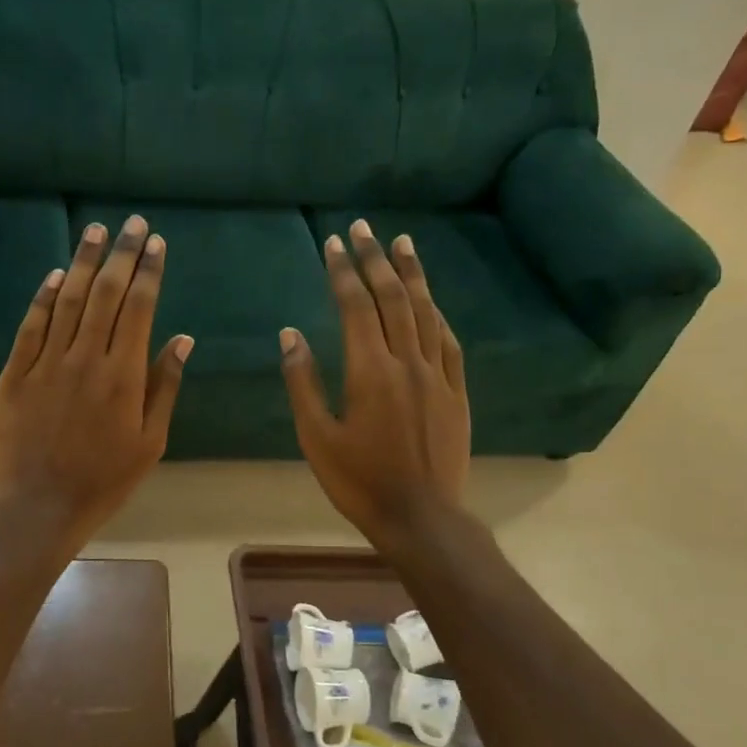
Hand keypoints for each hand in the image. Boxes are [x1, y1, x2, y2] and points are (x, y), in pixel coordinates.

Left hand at [0, 215, 192, 545]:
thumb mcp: (150, 440)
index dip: (149, 271)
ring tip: (96, 230)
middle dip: (122, 254)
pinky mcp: (15, 373)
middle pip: (107, 293)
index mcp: (124, 374)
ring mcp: (46, 362)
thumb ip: (165, 386)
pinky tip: (57, 273)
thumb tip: (182, 338)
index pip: (140, 307)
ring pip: (68, 299)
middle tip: (132, 223)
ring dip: (85, 262)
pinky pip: (32, 325)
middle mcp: (86, 357)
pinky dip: (44, 296)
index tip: (156, 242)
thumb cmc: (104, 479)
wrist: (38, 506)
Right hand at [280, 220, 468, 546]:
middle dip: (375, 259)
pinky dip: (436, 315)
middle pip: (392, 298)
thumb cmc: (359, 481)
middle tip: (365, 228)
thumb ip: (303, 382)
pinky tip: (430, 302)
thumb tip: (291, 335)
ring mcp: (437, 376)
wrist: (421, 518)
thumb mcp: (316, 437)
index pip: (356, 306)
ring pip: (425, 312)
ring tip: (403, 244)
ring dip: (412, 275)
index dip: (343, 271)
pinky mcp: (456, 392)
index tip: (333, 243)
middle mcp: (407, 362)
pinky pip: (448, 342)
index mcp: (369, 371)